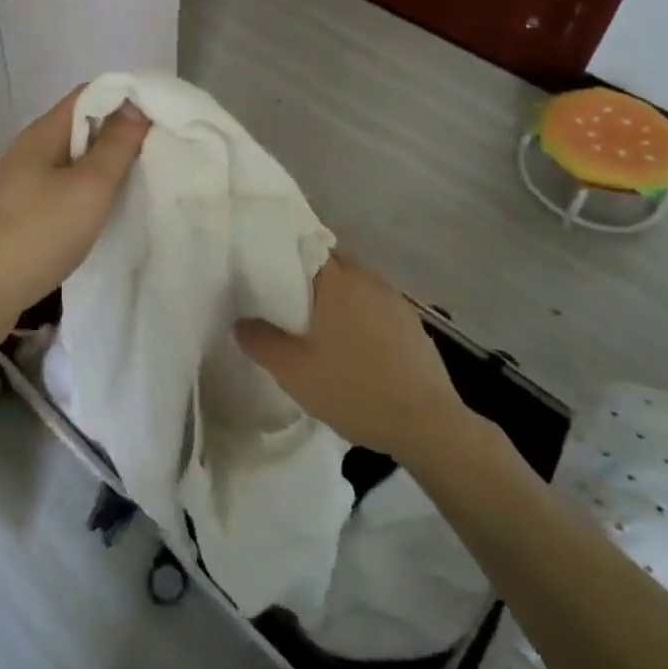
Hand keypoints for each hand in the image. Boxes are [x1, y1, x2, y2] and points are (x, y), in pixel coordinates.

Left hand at [0, 86, 149, 333]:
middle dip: (118, 132)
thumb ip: (116, 145)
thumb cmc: (40, 231)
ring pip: (72, 159)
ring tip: (139, 177)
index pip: (88, 94)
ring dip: (104, 164)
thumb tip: (135, 105)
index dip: (124, 97)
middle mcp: (30, 150)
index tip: (159, 115)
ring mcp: (22, 182)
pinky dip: (87, 189)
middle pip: (80, 125)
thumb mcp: (89, 187)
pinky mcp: (22, 210)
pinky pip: (62, 186)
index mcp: (43, 133)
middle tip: (156, 149)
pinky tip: (104, 208)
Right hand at [236, 255, 473, 463]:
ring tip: (313, 320)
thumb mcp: (294, 371)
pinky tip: (349, 344)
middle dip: (308, 273)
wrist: (428, 425)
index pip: (308, 243)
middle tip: (281, 295)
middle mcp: (369, 279)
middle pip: (333, 261)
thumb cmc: (355, 389)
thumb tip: (240, 322)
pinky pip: (374, 305)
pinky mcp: (411, 325)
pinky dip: (358, 314)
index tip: (264, 262)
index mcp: (339, 280)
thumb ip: (261, 342)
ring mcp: (395, 301)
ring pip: (355, 284)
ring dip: (336, 295)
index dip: (285, 249)